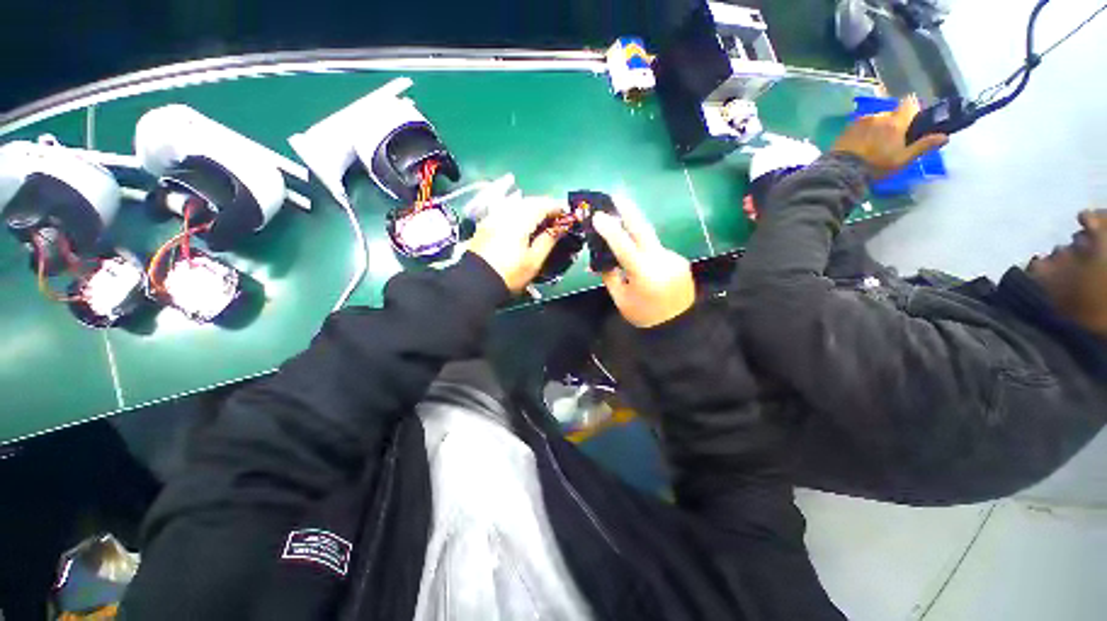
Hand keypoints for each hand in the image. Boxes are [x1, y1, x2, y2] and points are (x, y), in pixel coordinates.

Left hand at [468, 196, 563, 292]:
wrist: (476, 283)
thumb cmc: (509, 274)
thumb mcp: (533, 261)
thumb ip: (548, 241)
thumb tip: (560, 228)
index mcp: (519, 221)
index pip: (542, 205)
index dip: (556, 206)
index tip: (567, 213)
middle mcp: (505, 214)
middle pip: (528, 201)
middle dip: (544, 205)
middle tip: (556, 217)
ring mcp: (493, 217)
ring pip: (516, 204)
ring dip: (532, 207)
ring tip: (541, 220)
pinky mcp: (486, 224)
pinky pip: (506, 211)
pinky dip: (519, 212)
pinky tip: (523, 223)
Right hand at [591, 205, 695, 327]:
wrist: (678, 326)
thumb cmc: (644, 316)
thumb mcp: (620, 299)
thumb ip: (610, 275)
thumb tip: (600, 258)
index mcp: (644, 273)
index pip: (624, 246)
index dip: (610, 229)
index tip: (598, 215)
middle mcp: (662, 261)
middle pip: (643, 229)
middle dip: (629, 210)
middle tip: (616, 194)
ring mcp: (674, 258)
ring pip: (650, 242)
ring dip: (636, 237)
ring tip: (624, 241)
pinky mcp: (680, 260)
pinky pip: (658, 251)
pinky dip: (647, 252)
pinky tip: (644, 264)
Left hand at [832, 95, 948, 179]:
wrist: (840, 172)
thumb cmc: (875, 167)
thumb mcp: (902, 160)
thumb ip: (923, 146)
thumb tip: (944, 136)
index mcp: (895, 122)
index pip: (910, 103)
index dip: (912, 111)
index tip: (911, 124)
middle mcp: (879, 116)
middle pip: (891, 113)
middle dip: (893, 122)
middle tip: (891, 140)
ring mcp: (860, 121)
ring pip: (875, 119)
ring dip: (877, 127)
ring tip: (872, 145)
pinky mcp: (846, 128)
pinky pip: (859, 125)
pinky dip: (863, 132)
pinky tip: (859, 146)